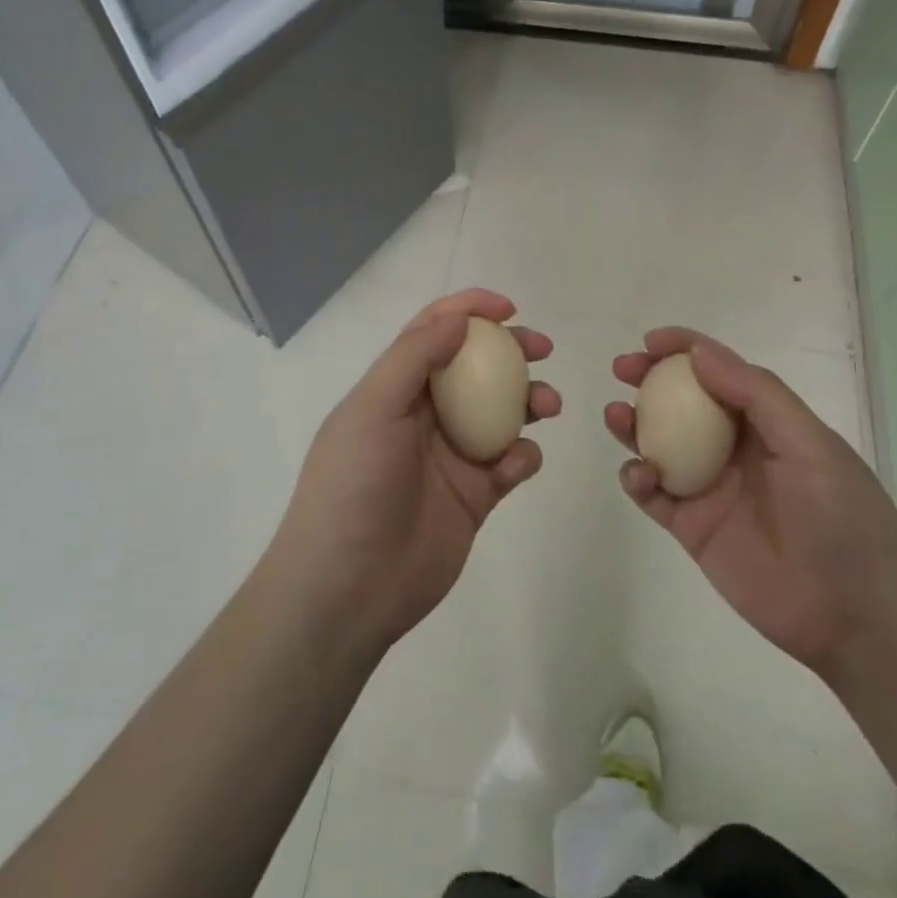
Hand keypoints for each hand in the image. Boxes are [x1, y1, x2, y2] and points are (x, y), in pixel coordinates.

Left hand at [268, 289, 559, 661]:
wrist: (348, 588)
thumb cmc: (353, 487)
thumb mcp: (372, 409)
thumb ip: (414, 358)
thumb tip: (457, 317)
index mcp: (394, 389)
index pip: (432, 333)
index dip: (468, 311)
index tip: (508, 309)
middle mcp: (424, 415)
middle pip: (476, 367)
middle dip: (511, 352)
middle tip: (542, 349)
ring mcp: (451, 455)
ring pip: (502, 413)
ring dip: (529, 400)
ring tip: (548, 405)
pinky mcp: (474, 495)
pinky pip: (510, 463)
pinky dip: (522, 457)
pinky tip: (516, 465)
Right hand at [605, 328, 896, 672]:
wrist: (856, 615)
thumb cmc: (841, 516)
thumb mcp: (809, 443)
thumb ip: (755, 394)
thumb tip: (698, 352)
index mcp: (767, 422)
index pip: (720, 372)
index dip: (685, 349)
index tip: (651, 341)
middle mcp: (734, 448)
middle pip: (682, 403)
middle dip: (650, 380)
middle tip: (623, 369)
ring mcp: (710, 488)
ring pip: (660, 444)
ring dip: (634, 425)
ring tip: (616, 415)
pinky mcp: (692, 527)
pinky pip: (654, 495)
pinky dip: (637, 478)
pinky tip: (638, 473)